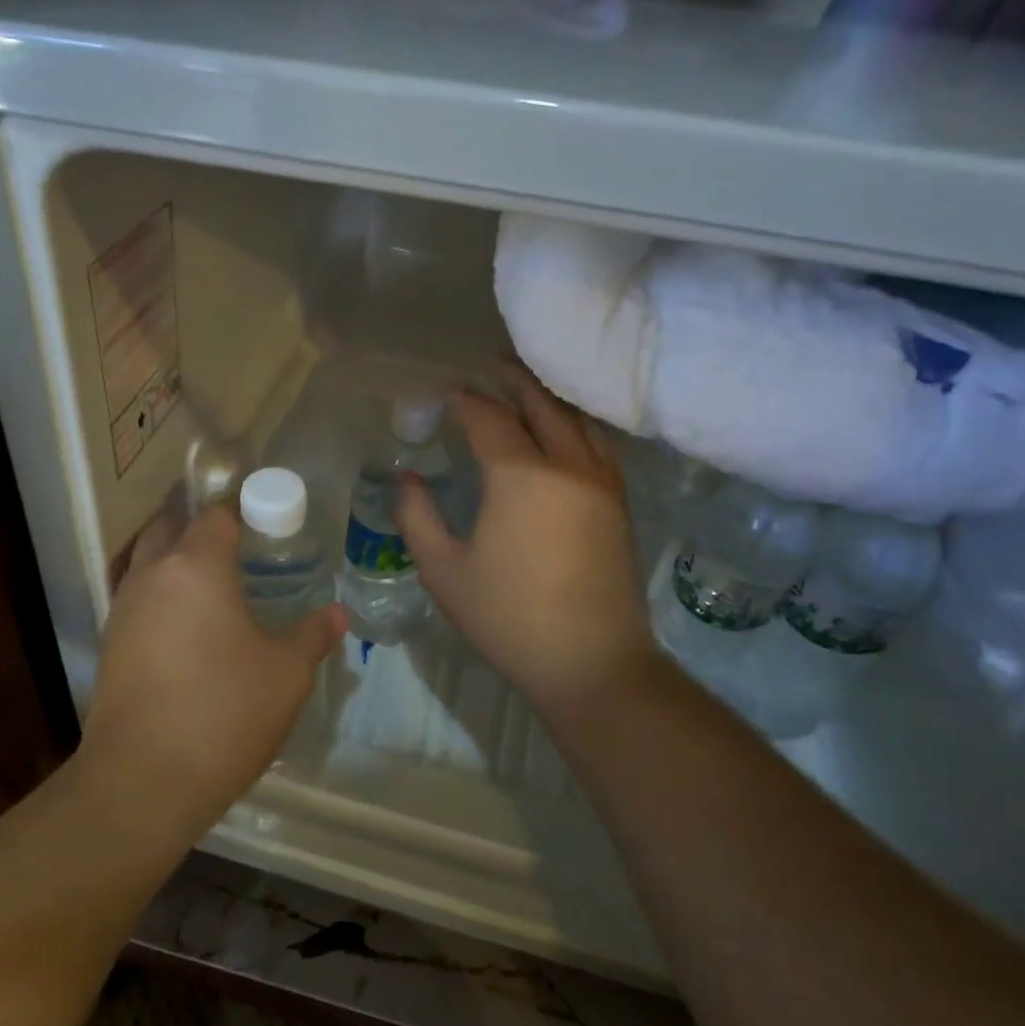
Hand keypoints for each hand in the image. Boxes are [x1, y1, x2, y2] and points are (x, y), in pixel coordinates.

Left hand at [79, 506, 346, 844]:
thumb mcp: (286, 674)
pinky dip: (160, 593)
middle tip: (238, 541)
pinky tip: (186, 623)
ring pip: (147, 560)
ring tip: (213, 579)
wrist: (142, 781)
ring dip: (174, 556)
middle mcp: (152, 575)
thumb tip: (336, 614)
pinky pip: (137, 596)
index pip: (217, 514)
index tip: (267, 517)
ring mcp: (123, 608)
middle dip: (200, 523)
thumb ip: (312, 635)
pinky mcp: (110, 643)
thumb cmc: (224, 713)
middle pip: (170, 525)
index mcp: (196, 567)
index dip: (243, 508)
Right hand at [398, 365, 651, 715]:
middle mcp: (566, 465)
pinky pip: (598, 443)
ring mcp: (601, 482)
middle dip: (514, 379)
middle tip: (492, 361)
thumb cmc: (508, 618)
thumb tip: (405, 479)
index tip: (448, 392)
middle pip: (541, 404)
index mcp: (520, 476)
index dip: (467, 401)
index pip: (490, 419)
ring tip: (528, 385)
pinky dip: (576, 423)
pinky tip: (565, 430)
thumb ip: (417, 517)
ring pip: (577, 420)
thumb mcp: (444, 571)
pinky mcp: (618, 503)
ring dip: (550, 397)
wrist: (591, 663)